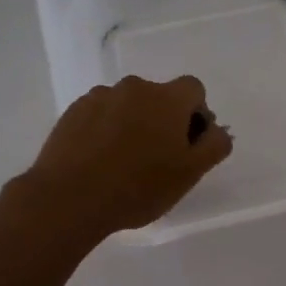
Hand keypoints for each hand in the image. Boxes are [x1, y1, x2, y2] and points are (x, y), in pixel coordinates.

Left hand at [28, 75, 232, 238]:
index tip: (187, 145)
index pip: (194, 89)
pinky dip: (105, 130)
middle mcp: (134, 87)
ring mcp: (99, 96)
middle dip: (163, 120)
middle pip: (159, 97)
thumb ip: (214, 145)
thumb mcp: (190, 174)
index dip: (196, 115)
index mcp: (167, 98)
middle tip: (157, 160)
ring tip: (123, 163)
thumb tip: (216, 130)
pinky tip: (99, 161)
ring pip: (128, 106)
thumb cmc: (139, 187)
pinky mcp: (73, 111)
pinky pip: (100, 115)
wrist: (69, 197)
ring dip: (133, 124)